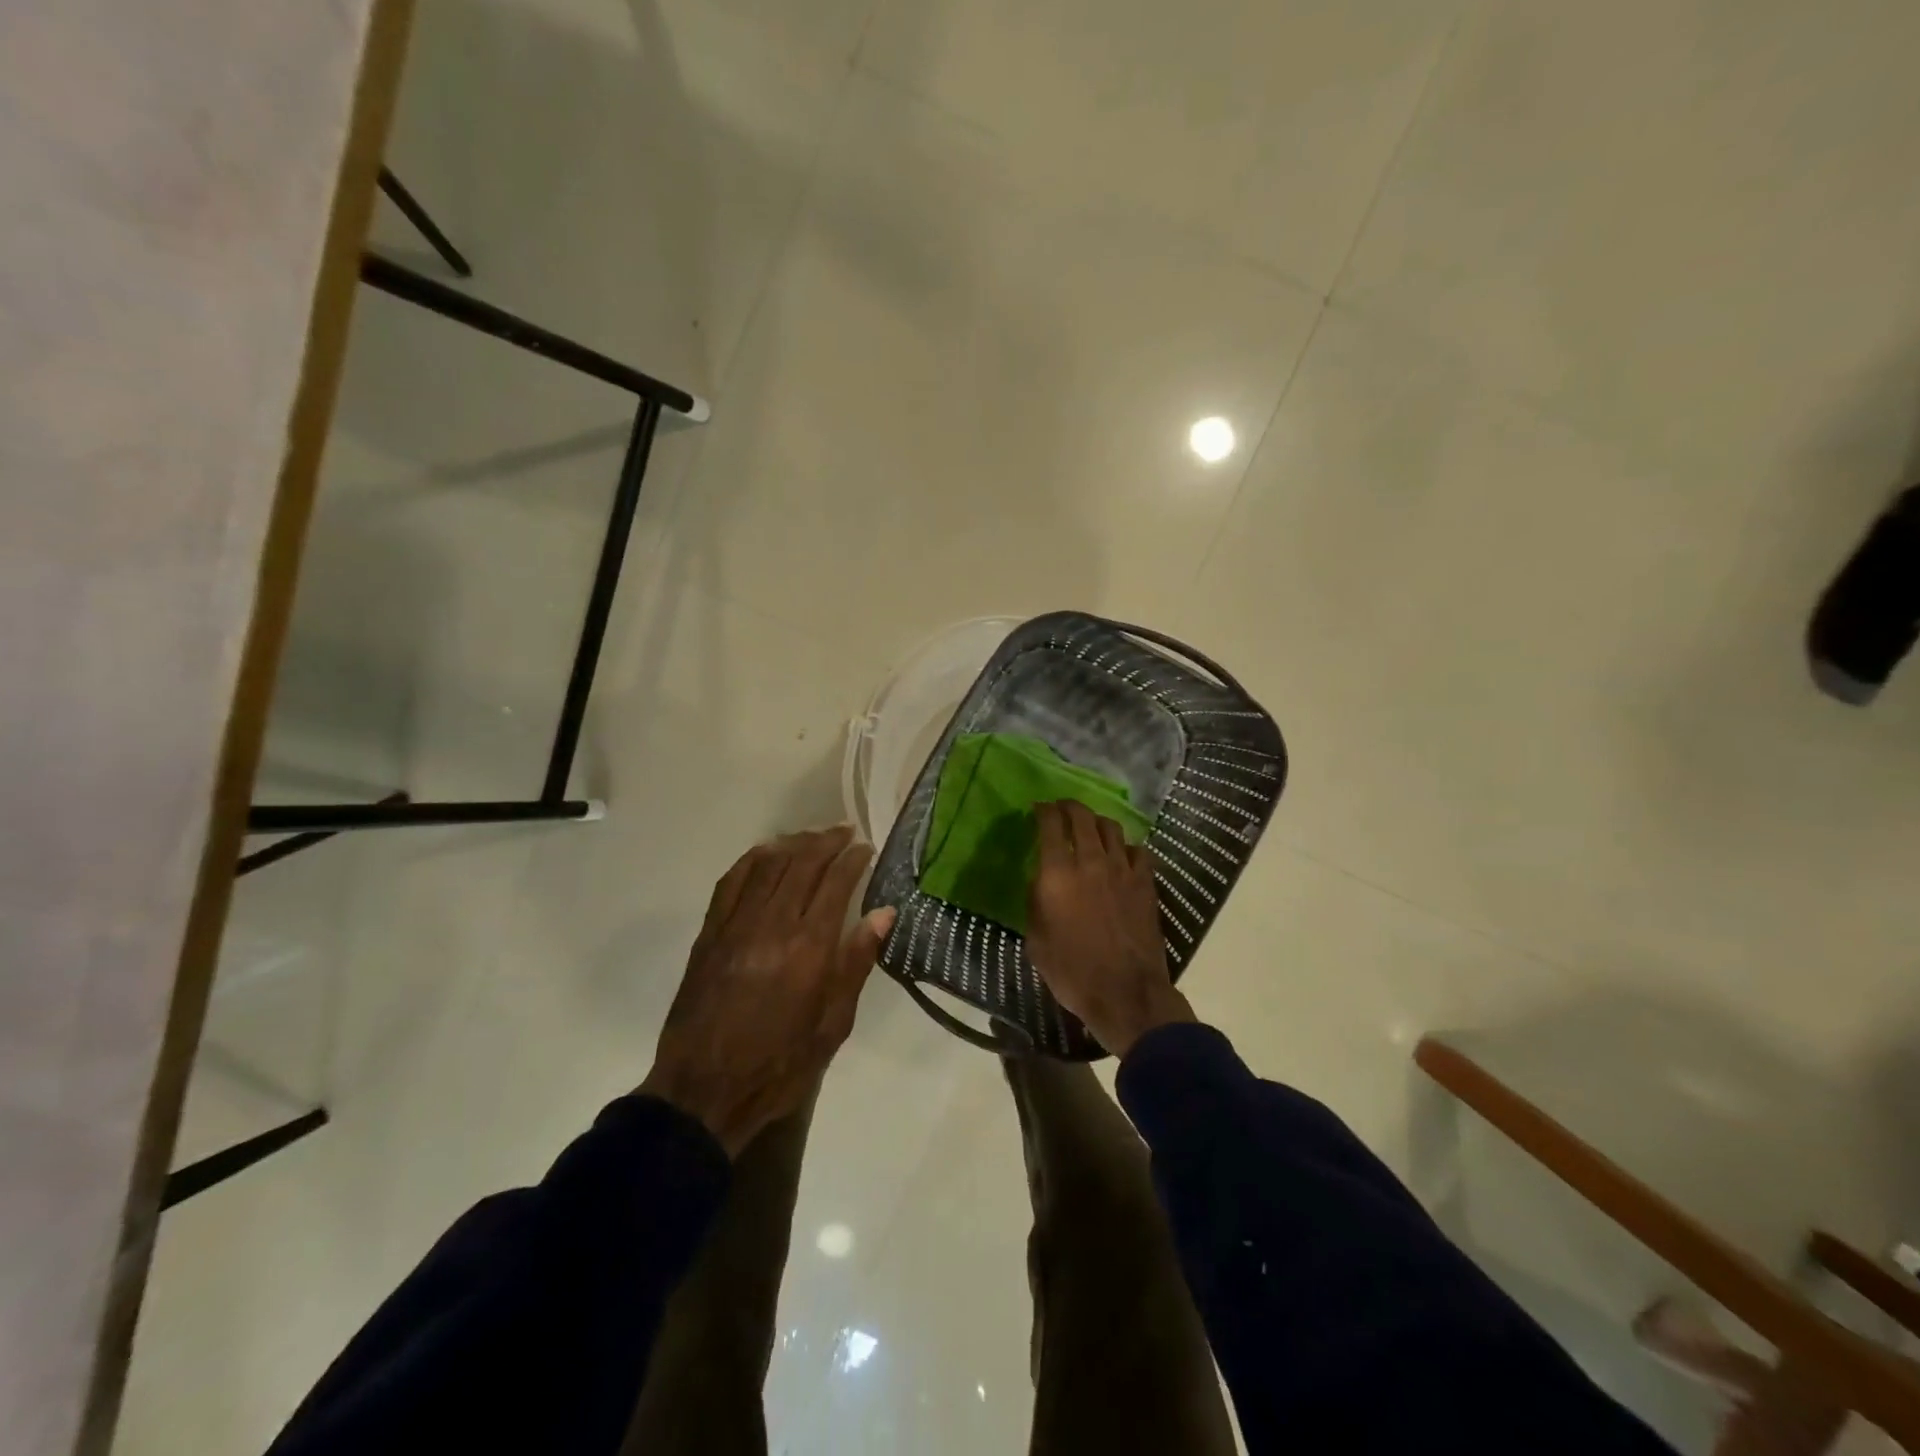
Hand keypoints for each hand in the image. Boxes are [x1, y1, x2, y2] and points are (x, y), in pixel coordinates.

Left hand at [640, 826, 894, 1156]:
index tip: (866, 848)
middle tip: (845, 832)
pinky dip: (752, 859)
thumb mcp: (833, 1025)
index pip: (835, 883)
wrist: (704, 1091)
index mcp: (809, 948)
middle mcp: (772, 924)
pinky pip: (731, 881)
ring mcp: (735, 925)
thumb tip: (883, 913)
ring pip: (767, 865)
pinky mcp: (709, 933)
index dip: (853, 859)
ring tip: (813, 837)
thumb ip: (857, 962)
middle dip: (827, 841)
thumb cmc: (780, 1064)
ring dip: (793, 843)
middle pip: (802, 864)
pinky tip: (767, 853)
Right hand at [1026, 801, 1194, 1057]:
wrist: (1125, 993)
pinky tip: (1121, 855)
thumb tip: (1042, 882)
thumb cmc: (1072, 972)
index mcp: (1057, 874)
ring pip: (1111, 828)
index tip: (1038, 808)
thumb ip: (1036, 902)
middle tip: (1062, 808)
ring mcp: (1122, 870)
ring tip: (1091, 827)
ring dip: (1097, 822)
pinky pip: (1138, 851)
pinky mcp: (1145, 883)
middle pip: (1082, 817)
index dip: (1043, 810)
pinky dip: (1126, 847)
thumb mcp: (1036, 940)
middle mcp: (1090, 862)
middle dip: (1069, 806)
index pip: (1050, 825)